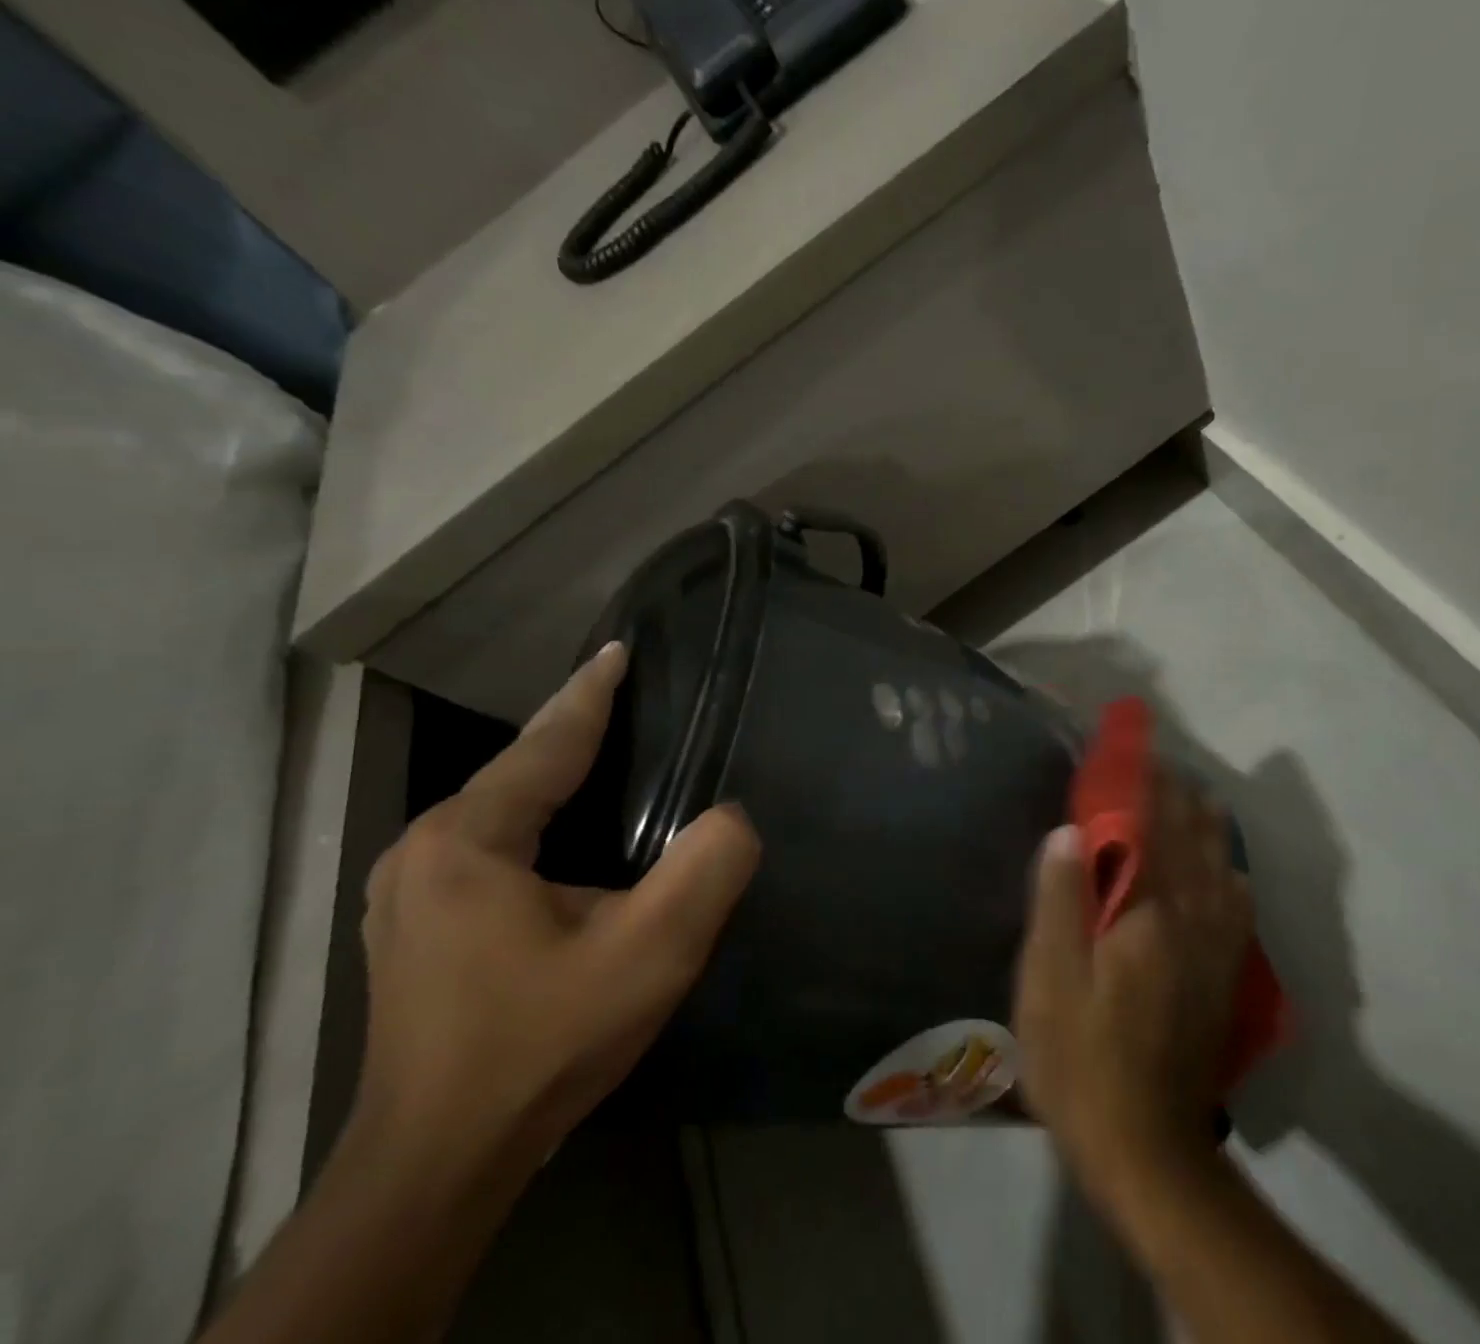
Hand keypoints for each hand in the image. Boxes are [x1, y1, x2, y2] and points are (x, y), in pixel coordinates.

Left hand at [353, 642, 760, 1168]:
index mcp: (469, 838)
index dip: (591, 693)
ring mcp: (409, 890)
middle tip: (626, 697)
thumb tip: (734, 816)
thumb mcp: (650, 954)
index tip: (619, 649)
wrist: (438, 1165)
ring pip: (500, 808)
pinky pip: (487, 843)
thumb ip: (705, 869)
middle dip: (573, 730)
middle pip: (517, 768)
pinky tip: (563, 831)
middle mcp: (425, 849)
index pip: (546, 742)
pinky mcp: (413, 926)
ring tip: (605, 751)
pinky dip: (533, 818)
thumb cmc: (543, 1044)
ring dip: (553, 775)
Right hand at [1015, 765, 1252, 1197]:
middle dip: (1178, 798)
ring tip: (1201, 798)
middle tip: (1164, 765)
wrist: (1146, 1150)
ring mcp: (1215, 954)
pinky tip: (1230, 874)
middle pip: (1191, 843)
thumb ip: (1060, 901)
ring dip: (1209, 830)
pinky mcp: (1223, 984)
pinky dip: (1232, 879)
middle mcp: (1191, 922)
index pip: (1149, 830)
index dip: (1143, 786)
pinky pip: (1237, 914)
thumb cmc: (1082, 1060)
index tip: (1137, 750)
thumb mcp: (1050, 981)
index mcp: (1147, 914)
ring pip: (1220, 872)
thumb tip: (1070, 831)